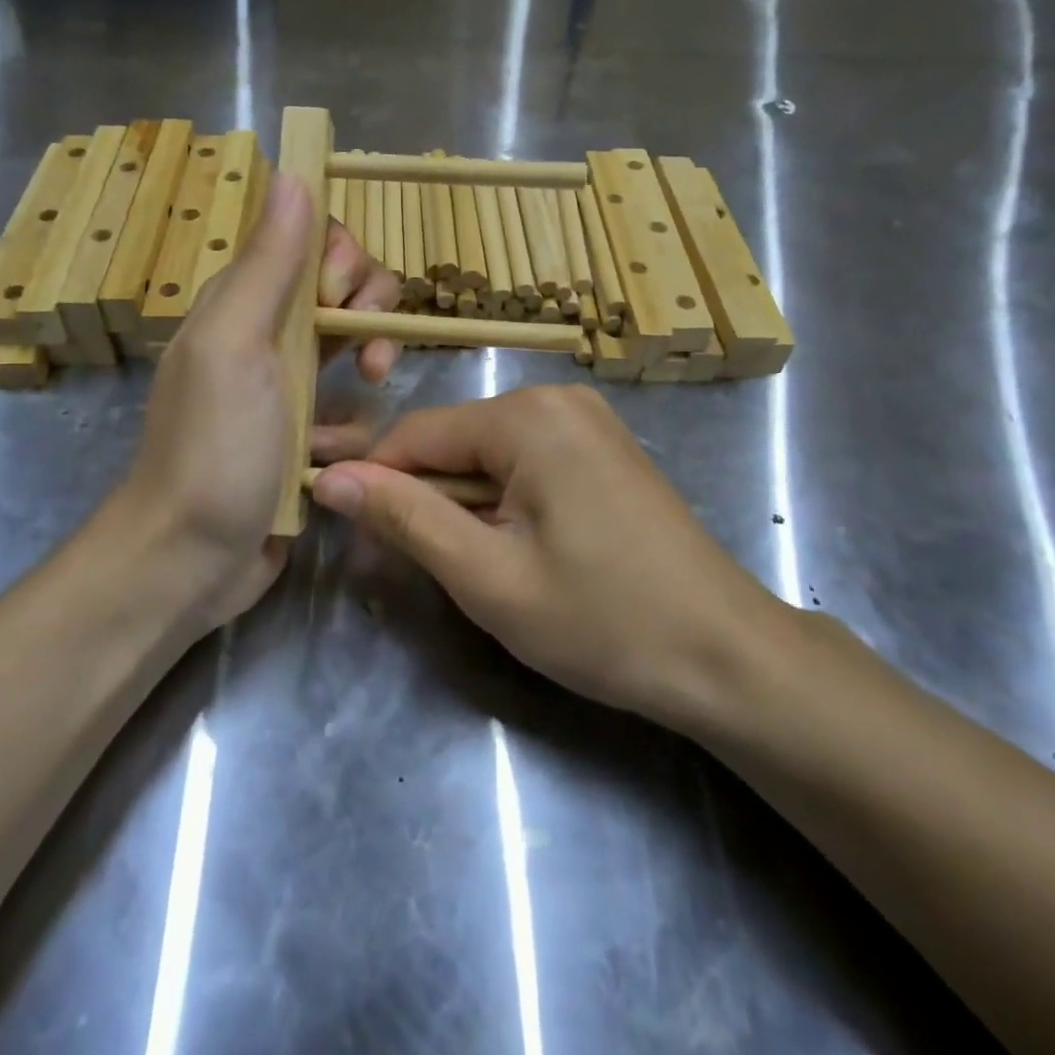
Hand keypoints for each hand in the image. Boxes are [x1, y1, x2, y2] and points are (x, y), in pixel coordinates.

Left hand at [118, 175, 403, 635]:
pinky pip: (354, 413)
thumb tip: (294, 174)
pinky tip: (328, 459)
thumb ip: (268, 263)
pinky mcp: (307, 438)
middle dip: (369, 314)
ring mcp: (289, 389)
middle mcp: (268, 335)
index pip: (312, 242)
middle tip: (366, 353)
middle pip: (346, 291)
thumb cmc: (212, 448)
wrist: (189, 560)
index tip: (340, 298)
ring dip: (366, 379)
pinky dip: (350, 432)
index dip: (342, 258)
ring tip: (355, 410)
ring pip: (359, 352)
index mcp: (244, 302)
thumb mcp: (236, 345)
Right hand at [309, 386, 785, 728]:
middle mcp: (556, 399)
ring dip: (464, 506)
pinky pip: (525, 463)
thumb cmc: (602, 620)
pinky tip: (519, 550)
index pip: (415, 433)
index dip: (372, 480)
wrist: (725, 655)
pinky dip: (503, 502)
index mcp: (527, 416)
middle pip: (453, 441)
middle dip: (426, 499)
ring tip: (479, 568)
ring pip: (486, 455)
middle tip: (420, 569)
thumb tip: (329, 477)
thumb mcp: (486, 576)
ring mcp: (586, 421)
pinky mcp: (602, 449)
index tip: (344, 530)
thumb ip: (405, 517)